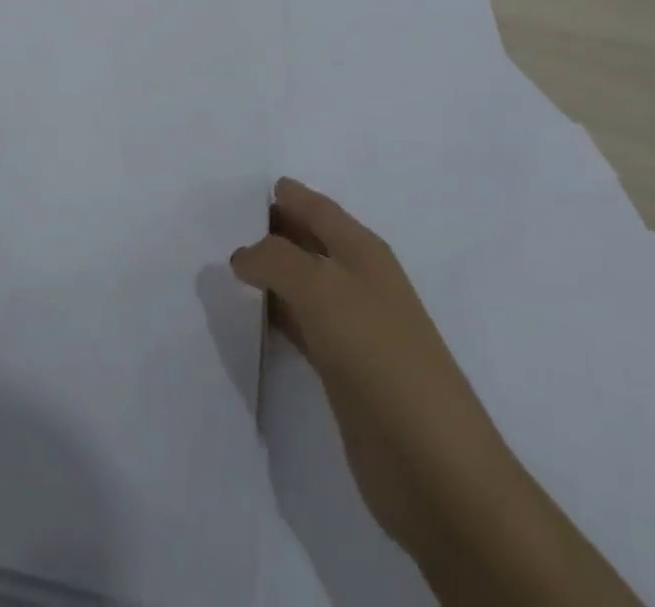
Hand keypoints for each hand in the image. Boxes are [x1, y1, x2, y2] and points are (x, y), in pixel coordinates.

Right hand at [232, 178, 487, 570]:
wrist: (434, 467)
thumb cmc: (380, 357)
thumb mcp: (323, 290)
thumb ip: (277, 260)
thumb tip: (243, 254)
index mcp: (363, 251)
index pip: (317, 208)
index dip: (285, 194)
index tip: (240, 188)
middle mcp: (359, 281)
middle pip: (309, 242)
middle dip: (271, 230)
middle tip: (220, 222)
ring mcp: (353, 328)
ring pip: (302, 284)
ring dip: (270, 273)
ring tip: (224, 264)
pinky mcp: (343, 372)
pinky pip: (301, 326)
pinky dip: (276, 315)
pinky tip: (250, 316)